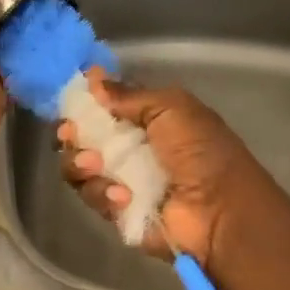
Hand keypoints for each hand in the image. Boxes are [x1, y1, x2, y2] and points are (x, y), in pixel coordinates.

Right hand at [58, 70, 276, 272]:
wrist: (218, 210)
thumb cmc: (200, 151)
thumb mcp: (171, 108)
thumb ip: (129, 95)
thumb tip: (93, 78)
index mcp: (147, 120)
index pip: (104, 108)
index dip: (85, 103)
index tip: (72, 100)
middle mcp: (130, 148)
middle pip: (83, 137)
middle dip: (72, 134)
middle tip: (71, 134)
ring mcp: (120, 181)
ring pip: (79, 168)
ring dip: (80, 163)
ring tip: (96, 165)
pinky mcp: (116, 211)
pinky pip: (92, 197)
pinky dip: (102, 193)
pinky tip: (123, 196)